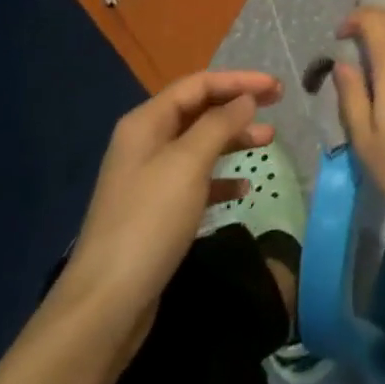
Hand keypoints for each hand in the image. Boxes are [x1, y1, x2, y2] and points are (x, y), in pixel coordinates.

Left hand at [59, 70, 279, 349]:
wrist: (107, 302)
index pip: (198, 85)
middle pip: (199, 111)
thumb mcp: (188, 164)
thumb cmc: (150, 221)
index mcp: (146, 123)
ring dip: (233, 139)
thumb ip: (219, 125)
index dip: (238, 81)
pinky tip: (243, 190)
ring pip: (200, 145)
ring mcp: (150, 178)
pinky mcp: (157, 212)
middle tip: (277, 106)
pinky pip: (195, 181)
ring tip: (269, 141)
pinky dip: (221, 179)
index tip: (277, 87)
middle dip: (237, 106)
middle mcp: (146, 143)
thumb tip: (246, 99)